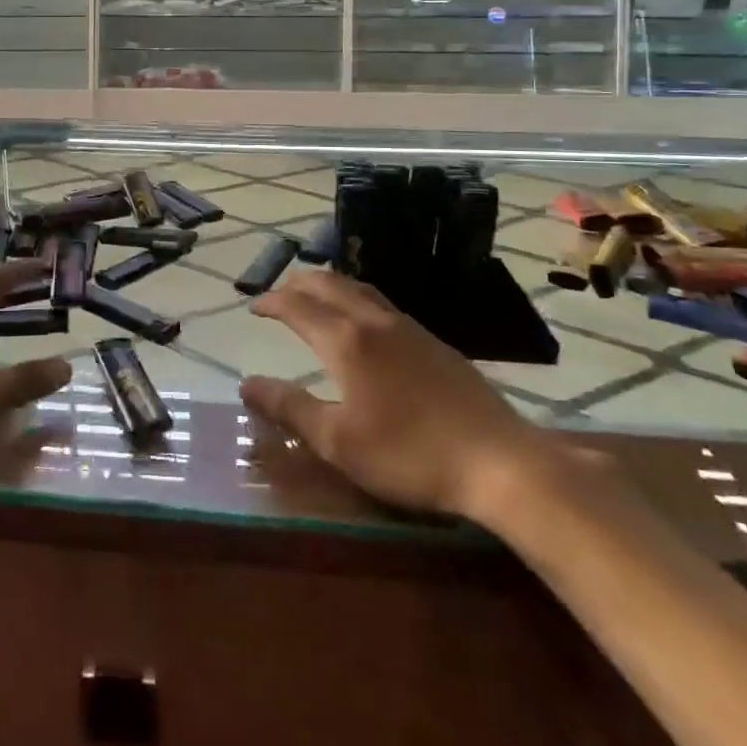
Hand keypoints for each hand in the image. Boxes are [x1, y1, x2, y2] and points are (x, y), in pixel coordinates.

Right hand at [239, 270, 556, 523]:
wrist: (498, 462)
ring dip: (330, 285)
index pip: (298, 307)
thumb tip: (247, 383)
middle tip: (280, 292)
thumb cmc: (409, 454)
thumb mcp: (338, 442)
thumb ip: (290, 408)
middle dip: (299, 284)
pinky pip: (384, 304)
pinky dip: (357, 298)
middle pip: (330, 285)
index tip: (254, 305)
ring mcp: (410, 329)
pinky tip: (365, 322)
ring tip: (316, 295)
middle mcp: (375, 321)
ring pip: (360, 289)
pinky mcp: (436, 343)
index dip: (272, 302)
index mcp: (347, 341)